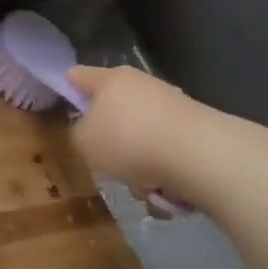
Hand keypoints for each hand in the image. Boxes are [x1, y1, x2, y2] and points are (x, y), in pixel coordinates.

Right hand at [69, 66, 202, 215]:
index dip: (66, 90)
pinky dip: (165, 174)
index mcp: (109, 80)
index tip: (65, 112)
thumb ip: (78, 134)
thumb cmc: (130, 141)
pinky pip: (168, 155)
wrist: (202, 156)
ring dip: (140, 167)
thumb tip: (91, 132)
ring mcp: (172, 106)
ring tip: (146, 189)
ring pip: (142, 139)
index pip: (77, 75)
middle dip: (111, 145)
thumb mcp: (84, 143)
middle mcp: (141, 85)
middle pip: (113, 114)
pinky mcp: (197, 130)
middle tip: (109, 166)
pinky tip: (169, 193)